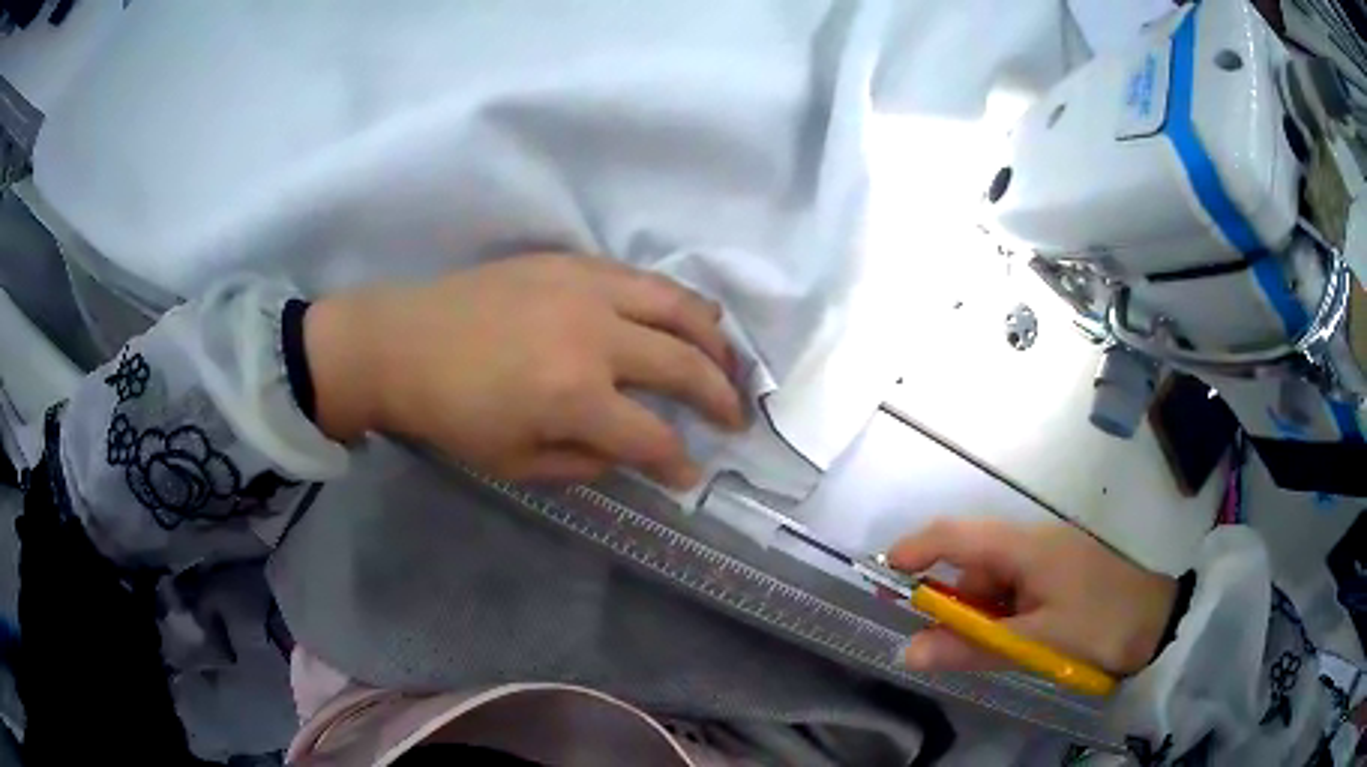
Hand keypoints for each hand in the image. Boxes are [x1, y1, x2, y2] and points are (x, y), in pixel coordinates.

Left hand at [304, 254, 746, 487]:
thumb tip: (634, 454)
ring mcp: (586, 289)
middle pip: (685, 365)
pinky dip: (676, 300)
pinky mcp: (571, 263)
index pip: (653, 437)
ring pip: (678, 306)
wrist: (401, 342)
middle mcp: (595, 336)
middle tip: (736, 418)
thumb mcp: (516, 462)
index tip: (690, 475)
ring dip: (715, 339)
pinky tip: (685, 316)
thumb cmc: (451, 413)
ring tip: (730, 362)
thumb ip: (586, 462)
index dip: (679, 463)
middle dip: (721, 398)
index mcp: (575, 396)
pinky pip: (642, 277)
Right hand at [887, 518, 1176, 676]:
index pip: (956, 535)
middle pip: (972, 564)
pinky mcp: (1057, 575)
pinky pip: (1014, 591)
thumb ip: (971, 647)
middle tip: (943, 648)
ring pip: (993, 583)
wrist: (1158, 624)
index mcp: (1025, 547)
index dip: (915, 550)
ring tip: (997, 652)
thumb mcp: (1034, 643)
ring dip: (980, 616)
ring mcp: (1047, 558)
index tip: (882, 577)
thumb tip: (908, 652)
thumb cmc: (1098, 626)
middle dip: (952, 603)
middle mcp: (1032, 543)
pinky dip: (1002, 617)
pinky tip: (1015, 642)